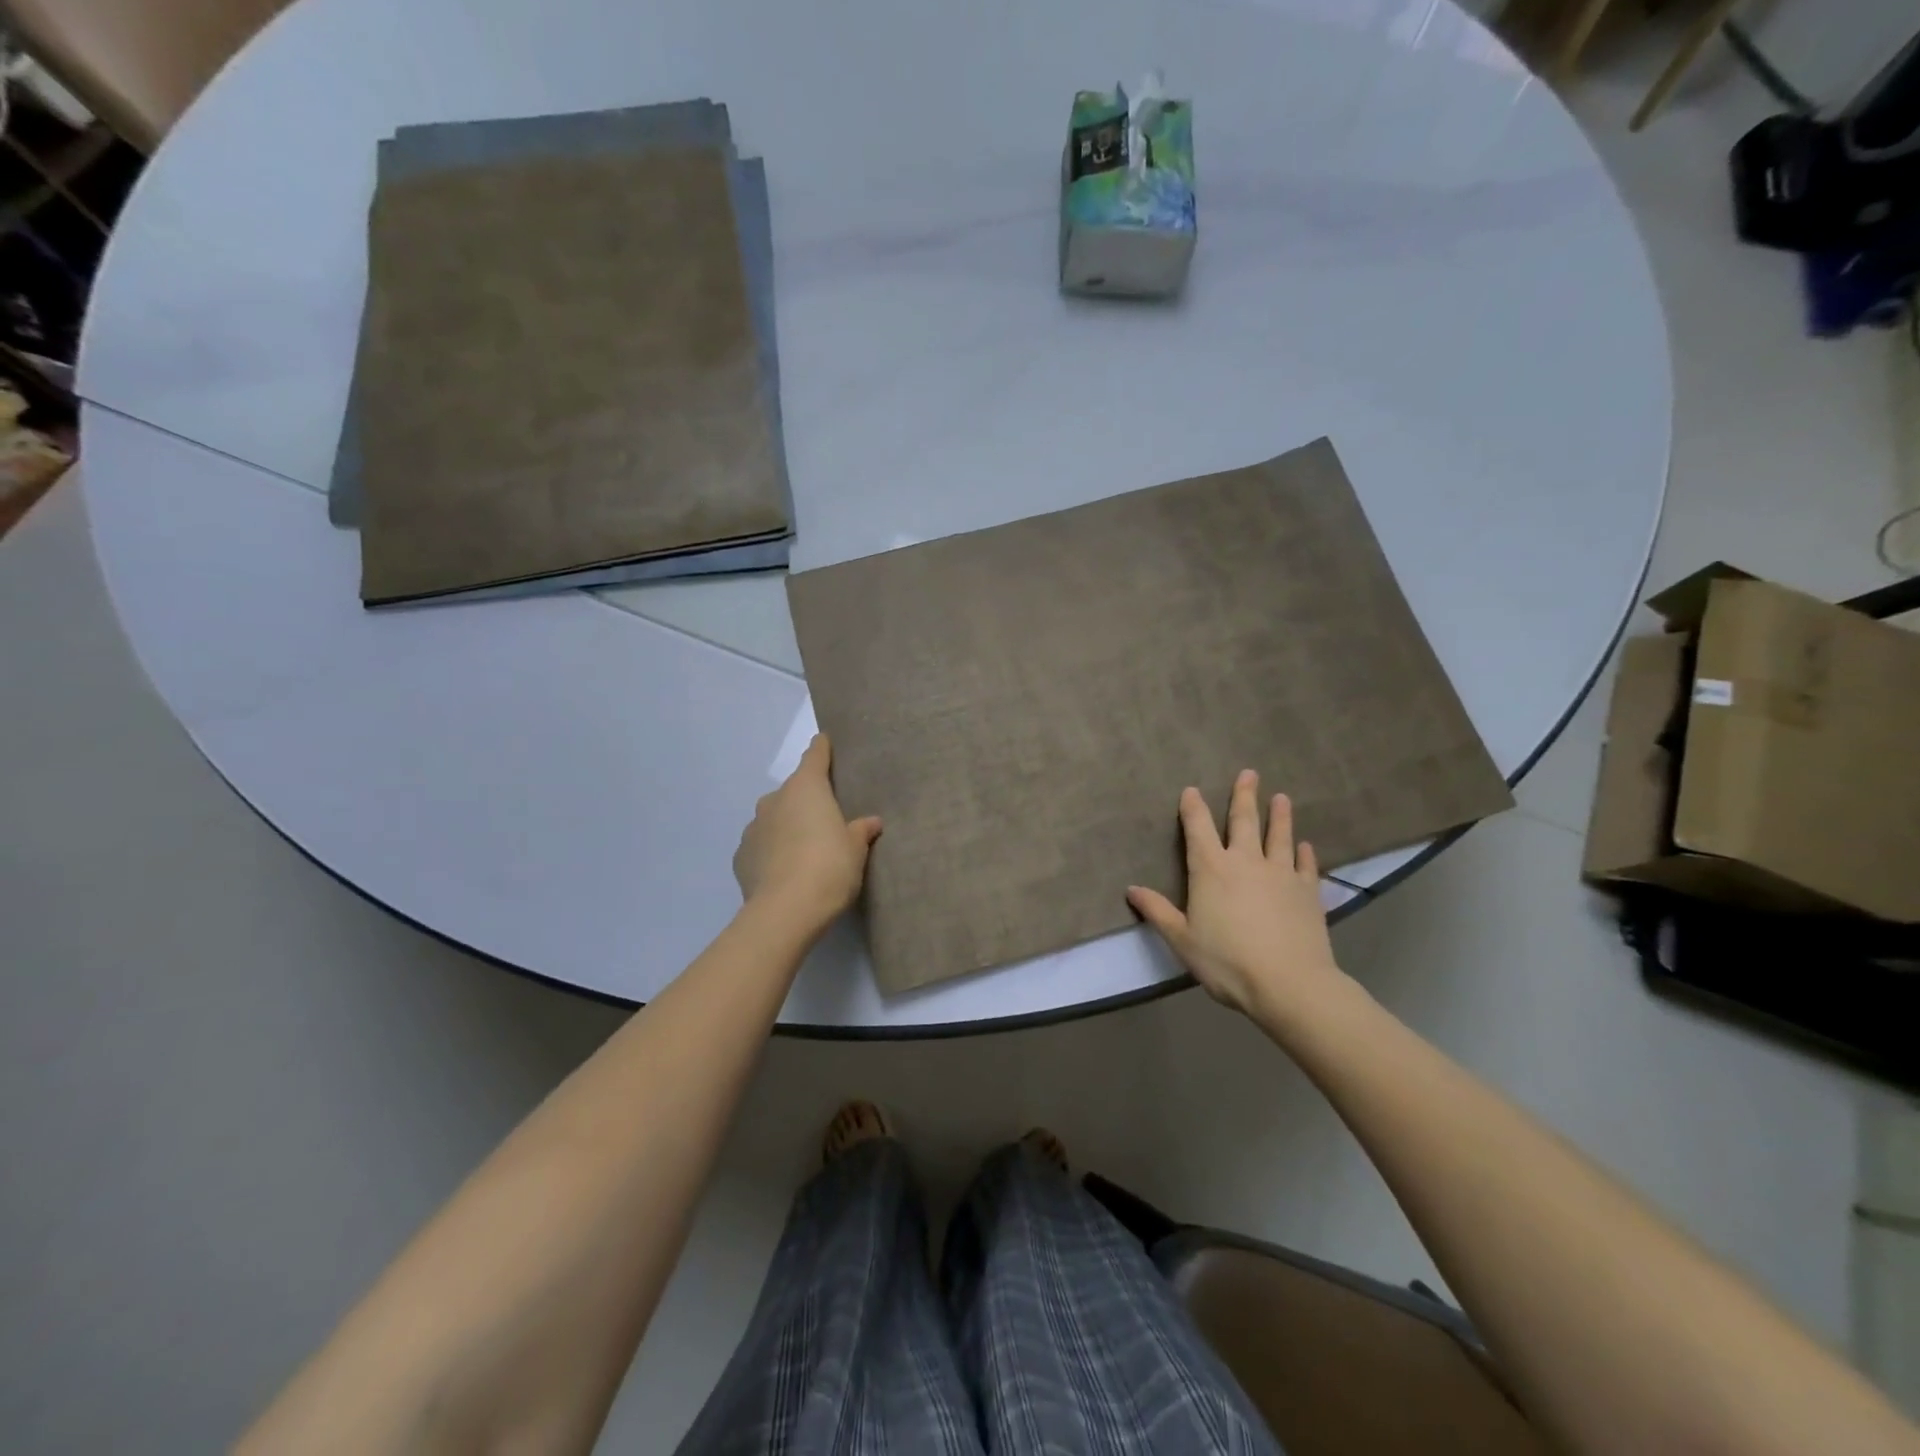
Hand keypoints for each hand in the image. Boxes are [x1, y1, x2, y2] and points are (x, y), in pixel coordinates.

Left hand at [733, 735, 881, 934]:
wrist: (785, 912)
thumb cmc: (829, 867)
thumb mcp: (855, 849)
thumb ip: (861, 831)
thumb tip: (870, 822)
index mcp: (806, 788)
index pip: (815, 756)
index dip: (822, 749)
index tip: (825, 741)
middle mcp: (775, 800)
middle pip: (793, 791)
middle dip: (807, 801)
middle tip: (825, 820)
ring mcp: (753, 828)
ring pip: (774, 818)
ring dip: (787, 826)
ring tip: (804, 851)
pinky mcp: (740, 857)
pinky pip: (762, 846)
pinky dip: (772, 852)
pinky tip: (785, 872)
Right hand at [1127, 770, 1343, 1021]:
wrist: (1289, 983)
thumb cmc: (1227, 961)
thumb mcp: (1182, 939)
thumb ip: (1158, 912)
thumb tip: (1131, 890)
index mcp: (1211, 869)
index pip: (1198, 828)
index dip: (1193, 807)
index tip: (1192, 789)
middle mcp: (1246, 861)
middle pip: (1244, 821)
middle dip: (1244, 796)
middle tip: (1249, 773)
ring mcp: (1280, 874)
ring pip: (1279, 836)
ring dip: (1279, 815)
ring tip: (1281, 797)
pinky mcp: (1307, 891)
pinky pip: (1305, 865)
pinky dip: (1304, 853)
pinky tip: (1305, 846)